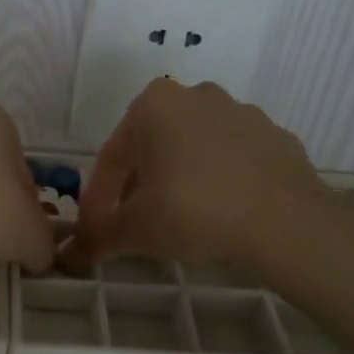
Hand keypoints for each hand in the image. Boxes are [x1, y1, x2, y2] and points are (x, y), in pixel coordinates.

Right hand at [61, 80, 332, 277]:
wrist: (287, 223)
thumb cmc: (195, 211)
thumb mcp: (136, 229)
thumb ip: (97, 238)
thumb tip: (66, 257)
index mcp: (154, 105)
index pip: (112, 157)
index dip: (98, 200)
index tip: (96, 232)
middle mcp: (196, 96)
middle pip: (153, 149)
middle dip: (139, 186)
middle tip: (136, 225)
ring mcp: (242, 113)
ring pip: (194, 151)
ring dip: (179, 181)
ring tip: (180, 223)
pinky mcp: (276, 137)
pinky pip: (234, 161)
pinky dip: (220, 183)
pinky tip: (222, 215)